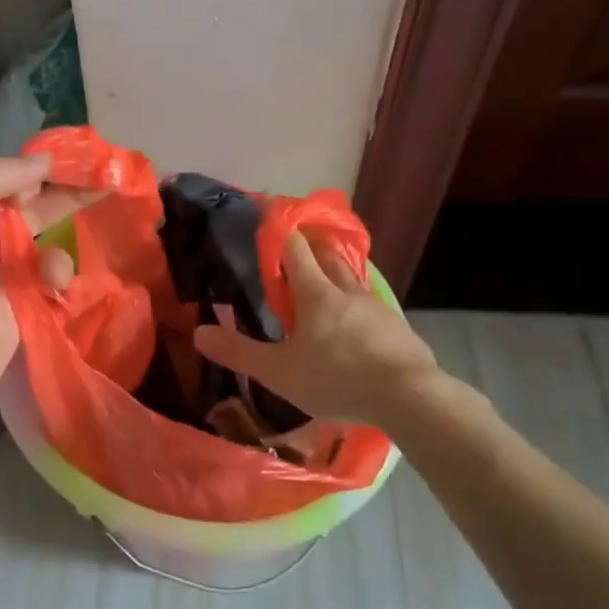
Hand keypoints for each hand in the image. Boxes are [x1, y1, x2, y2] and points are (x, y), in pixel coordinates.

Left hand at [0, 155, 91, 436]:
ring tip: (51, 274)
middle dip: (67, 197)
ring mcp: (4, 277)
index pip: (7, 179)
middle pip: (34, 209)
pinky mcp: (23, 311)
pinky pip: (53, 284)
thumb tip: (44, 163)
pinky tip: (56, 291)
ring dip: (58, 253)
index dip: (39, 170)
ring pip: (49, 247)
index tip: (75, 164)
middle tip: (108, 185)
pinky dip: (61, 281)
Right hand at [192, 233, 447, 427]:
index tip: (267, 209)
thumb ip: (239, 353)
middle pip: (326, 255)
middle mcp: (346, 290)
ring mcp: (376, 308)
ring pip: (350, 279)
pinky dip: (354, 304)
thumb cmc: (338, 379)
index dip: (279, 227)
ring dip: (333, 273)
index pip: (294, 247)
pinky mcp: (397, 328)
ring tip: (321, 282)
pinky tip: (353, 323)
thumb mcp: (279, 372)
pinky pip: (369, 306)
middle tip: (294, 243)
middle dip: (309, 245)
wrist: (410, 398)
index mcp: (316, 293)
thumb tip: (199, 333)